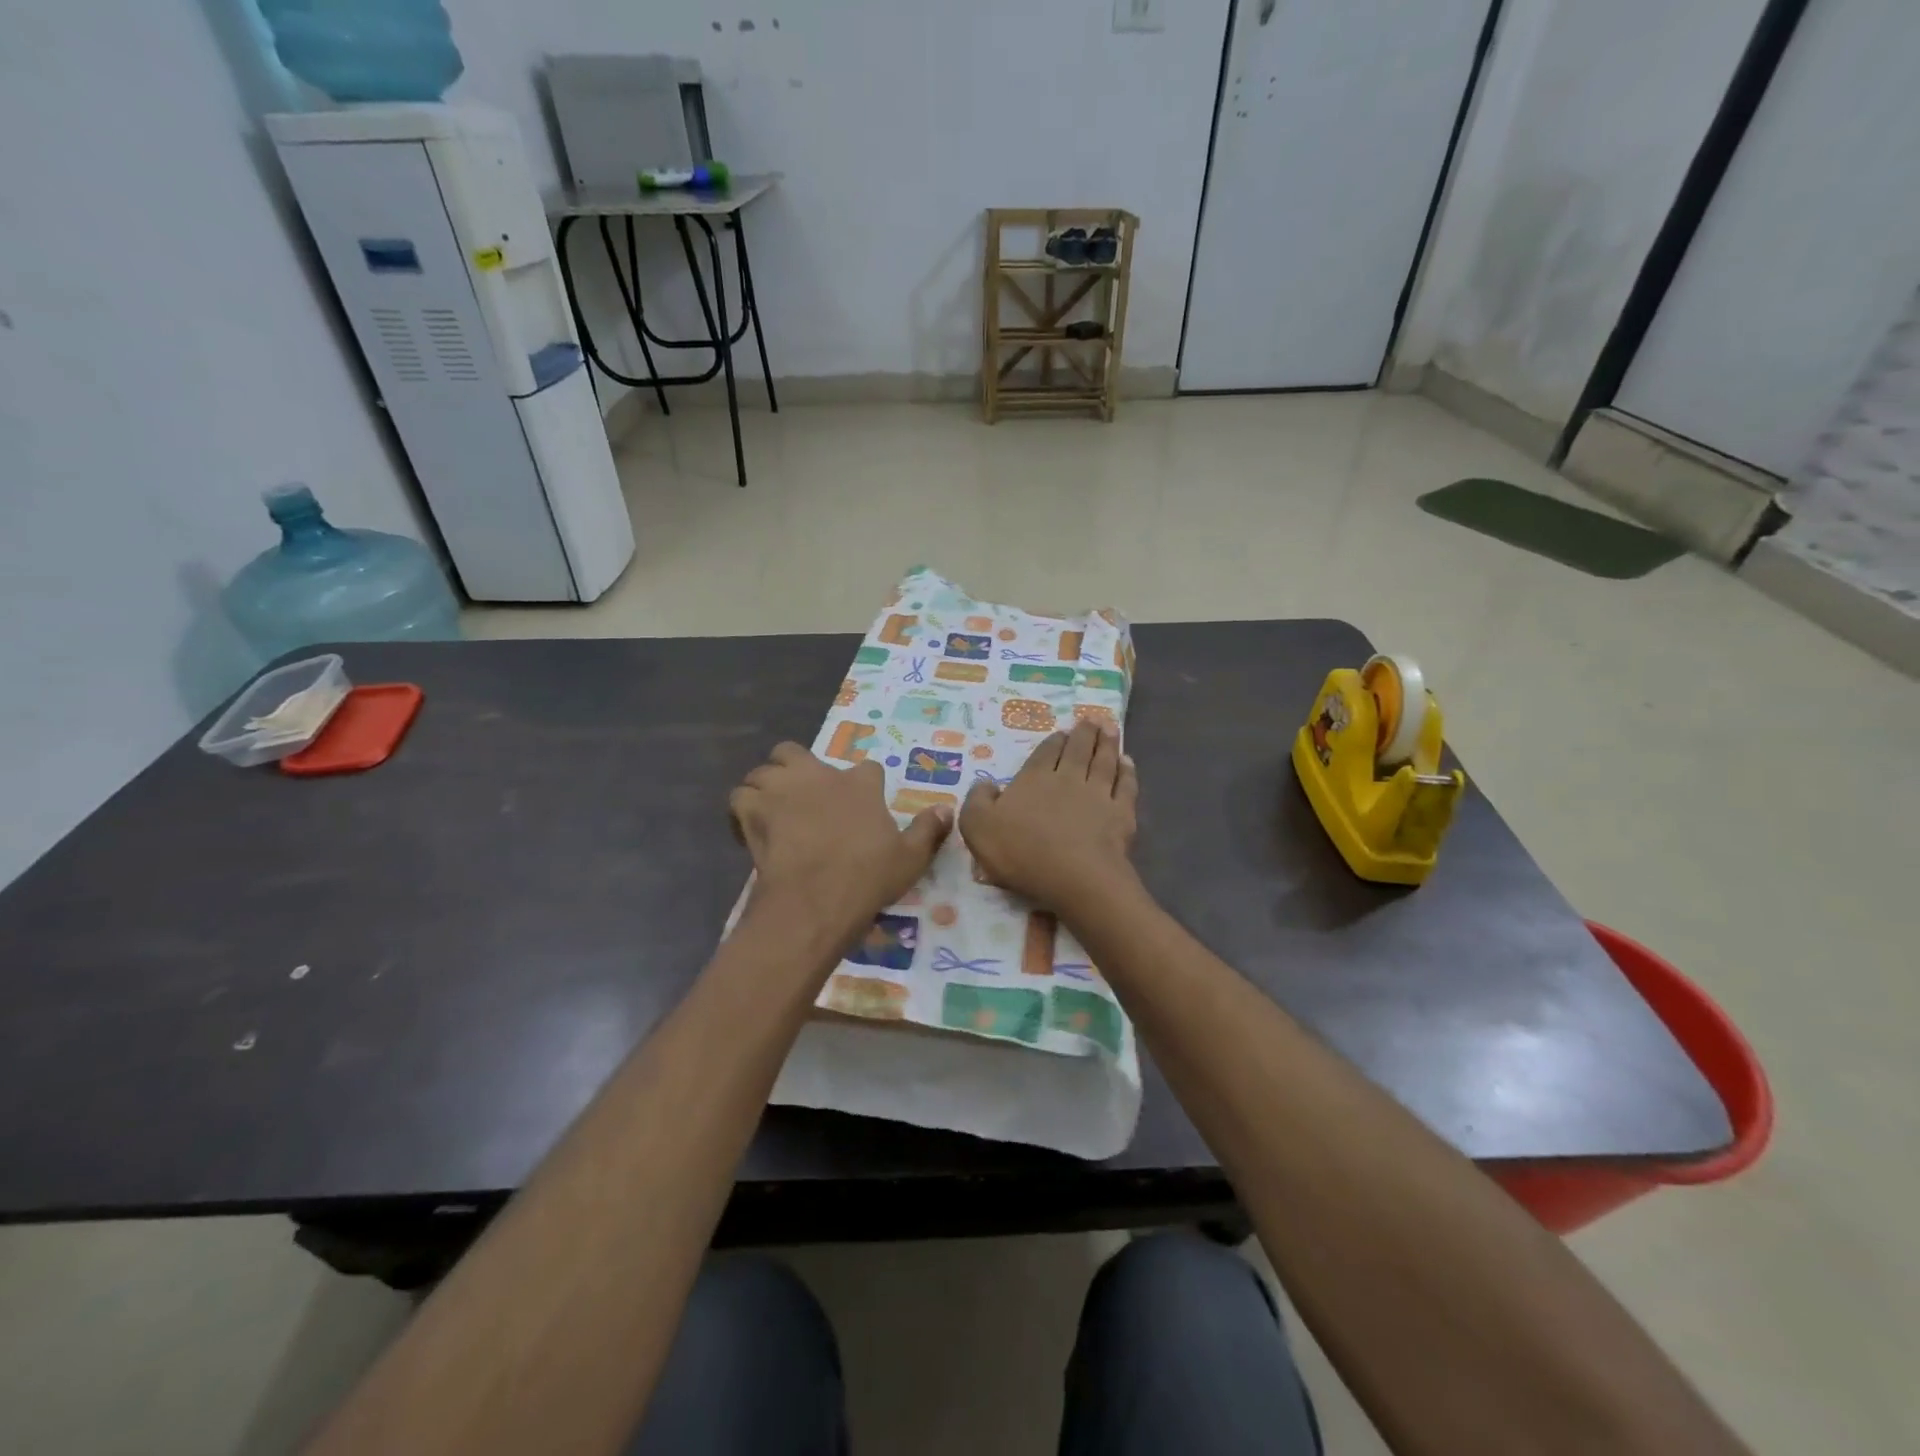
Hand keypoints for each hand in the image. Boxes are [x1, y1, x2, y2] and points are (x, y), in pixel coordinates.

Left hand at [730, 743, 951, 948]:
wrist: (816, 899)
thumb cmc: (867, 878)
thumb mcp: (910, 858)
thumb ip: (928, 831)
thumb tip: (947, 809)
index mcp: (860, 783)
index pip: (866, 768)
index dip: (863, 785)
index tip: (861, 805)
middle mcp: (818, 775)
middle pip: (795, 752)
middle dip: (794, 767)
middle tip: (800, 796)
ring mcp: (782, 789)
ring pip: (762, 771)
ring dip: (765, 788)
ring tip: (772, 812)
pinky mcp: (753, 810)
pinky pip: (739, 797)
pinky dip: (742, 810)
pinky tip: (750, 829)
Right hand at [960, 720, 1138, 914]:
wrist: (1075, 877)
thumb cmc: (1022, 852)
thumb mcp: (978, 827)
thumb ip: (977, 801)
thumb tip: (985, 784)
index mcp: (1034, 779)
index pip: (1046, 752)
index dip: (1055, 740)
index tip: (1063, 731)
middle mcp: (1068, 778)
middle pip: (1079, 750)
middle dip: (1085, 732)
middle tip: (1092, 718)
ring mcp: (1098, 794)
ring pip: (1104, 761)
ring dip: (1108, 743)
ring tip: (1110, 728)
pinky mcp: (1121, 814)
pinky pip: (1126, 785)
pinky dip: (1127, 771)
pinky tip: (1128, 762)